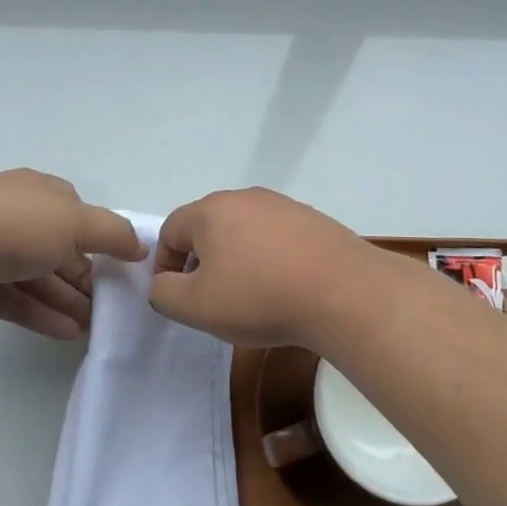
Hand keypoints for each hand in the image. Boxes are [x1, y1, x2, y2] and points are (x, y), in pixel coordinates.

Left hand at [0, 169, 144, 339]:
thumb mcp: (76, 222)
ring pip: (38, 278)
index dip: (101, 240)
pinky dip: (41, 314)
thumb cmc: (14, 226)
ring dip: (67, 301)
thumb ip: (113, 234)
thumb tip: (140, 246)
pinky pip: (15, 300)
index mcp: (40, 194)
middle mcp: (17, 218)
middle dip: (86, 278)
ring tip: (93, 328)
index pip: (78, 215)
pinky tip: (66, 333)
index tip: (122, 269)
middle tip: (111, 308)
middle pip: (60, 250)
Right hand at [148, 187, 377, 346]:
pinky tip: (284, 287)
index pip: (170, 230)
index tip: (177, 295)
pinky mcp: (313, 220)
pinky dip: (270, 259)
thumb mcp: (196, 307)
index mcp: (210, 211)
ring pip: (244, 231)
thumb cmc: (259, 297)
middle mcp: (245, 198)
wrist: (342, 292)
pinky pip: (277, 237)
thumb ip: (164, 293)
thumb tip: (164, 282)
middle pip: (208, 227)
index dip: (165, 264)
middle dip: (202, 261)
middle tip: (211, 297)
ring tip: (250, 295)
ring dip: (237, 259)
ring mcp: (283, 206)